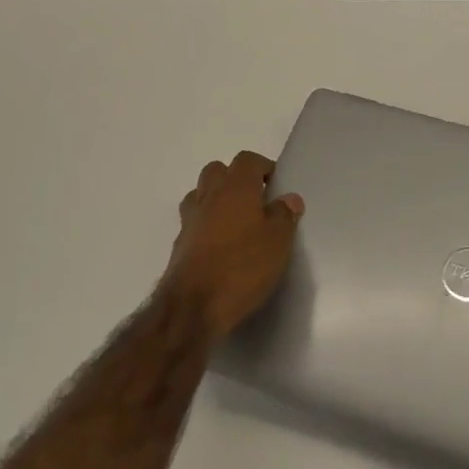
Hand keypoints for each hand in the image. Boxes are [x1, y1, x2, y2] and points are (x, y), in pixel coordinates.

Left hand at [162, 152, 302, 340]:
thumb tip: (289, 198)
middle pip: (217, 171)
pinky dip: (206, 226)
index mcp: (236, 188)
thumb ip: (284, 215)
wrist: (192, 309)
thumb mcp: (278, 242)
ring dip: (217, 200)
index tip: (276, 185)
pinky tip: (221, 247)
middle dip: (235, 179)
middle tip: (256, 201)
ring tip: (237, 222)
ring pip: (201, 195)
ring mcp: (189, 221)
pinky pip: (194, 223)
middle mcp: (209, 197)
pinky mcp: (179, 246)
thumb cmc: (242, 267)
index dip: (263, 167)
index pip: (247, 159)